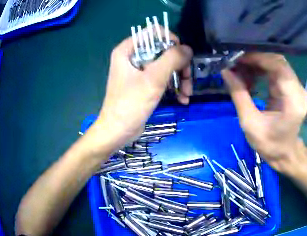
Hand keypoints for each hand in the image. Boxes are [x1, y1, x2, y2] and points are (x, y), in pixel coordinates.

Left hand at [89, 34, 192, 153]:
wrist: (118, 131)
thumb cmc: (130, 104)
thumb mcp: (153, 79)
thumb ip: (172, 59)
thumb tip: (188, 49)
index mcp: (128, 49)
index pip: (154, 32)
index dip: (171, 40)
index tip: (182, 56)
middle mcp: (132, 56)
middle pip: (163, 50)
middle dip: (179, 65)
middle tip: (187, 80)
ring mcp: (138, 70)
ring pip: (166, 64)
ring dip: (179, 78)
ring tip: (187, 94)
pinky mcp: (143, 83)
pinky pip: (162, 77)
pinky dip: (173, 86)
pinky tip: (182, 98)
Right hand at [222, 53, 306, 172]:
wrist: (284, 154)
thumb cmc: (269, 143)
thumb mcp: (249, 122)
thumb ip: (239, 95)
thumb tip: (225, 72)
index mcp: (293, 100)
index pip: (279, 67)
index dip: (258, 58)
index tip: (237, 59)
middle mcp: (298, 90)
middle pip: (278, 62)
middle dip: (255, 59)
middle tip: (234, 63)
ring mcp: (295, 89)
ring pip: (276, 65)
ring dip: (256, 64)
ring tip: (238, 70)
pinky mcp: (290, 90)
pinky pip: (275, 73)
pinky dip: (260, 71)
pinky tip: (247, 77)